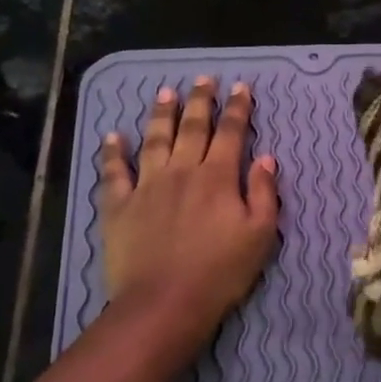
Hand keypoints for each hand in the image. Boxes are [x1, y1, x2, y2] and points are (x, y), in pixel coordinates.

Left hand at [99, 77, 279, 341]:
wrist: (164, 302)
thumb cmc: (220, 272)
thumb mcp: (260, 235)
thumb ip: (264, 193)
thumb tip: (267, 157)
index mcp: (218, 177)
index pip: (231, 133)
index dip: (237, 108)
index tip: (241, 87)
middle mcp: (182, 171)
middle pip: (192, 127)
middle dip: (200, 100)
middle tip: (203, 79)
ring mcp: (147, 185)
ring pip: (154, 139)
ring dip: (161, 113)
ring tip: (165, 92)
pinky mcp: (118, 205)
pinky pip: (114, 171)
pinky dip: (113, 151)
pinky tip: (114, 135)